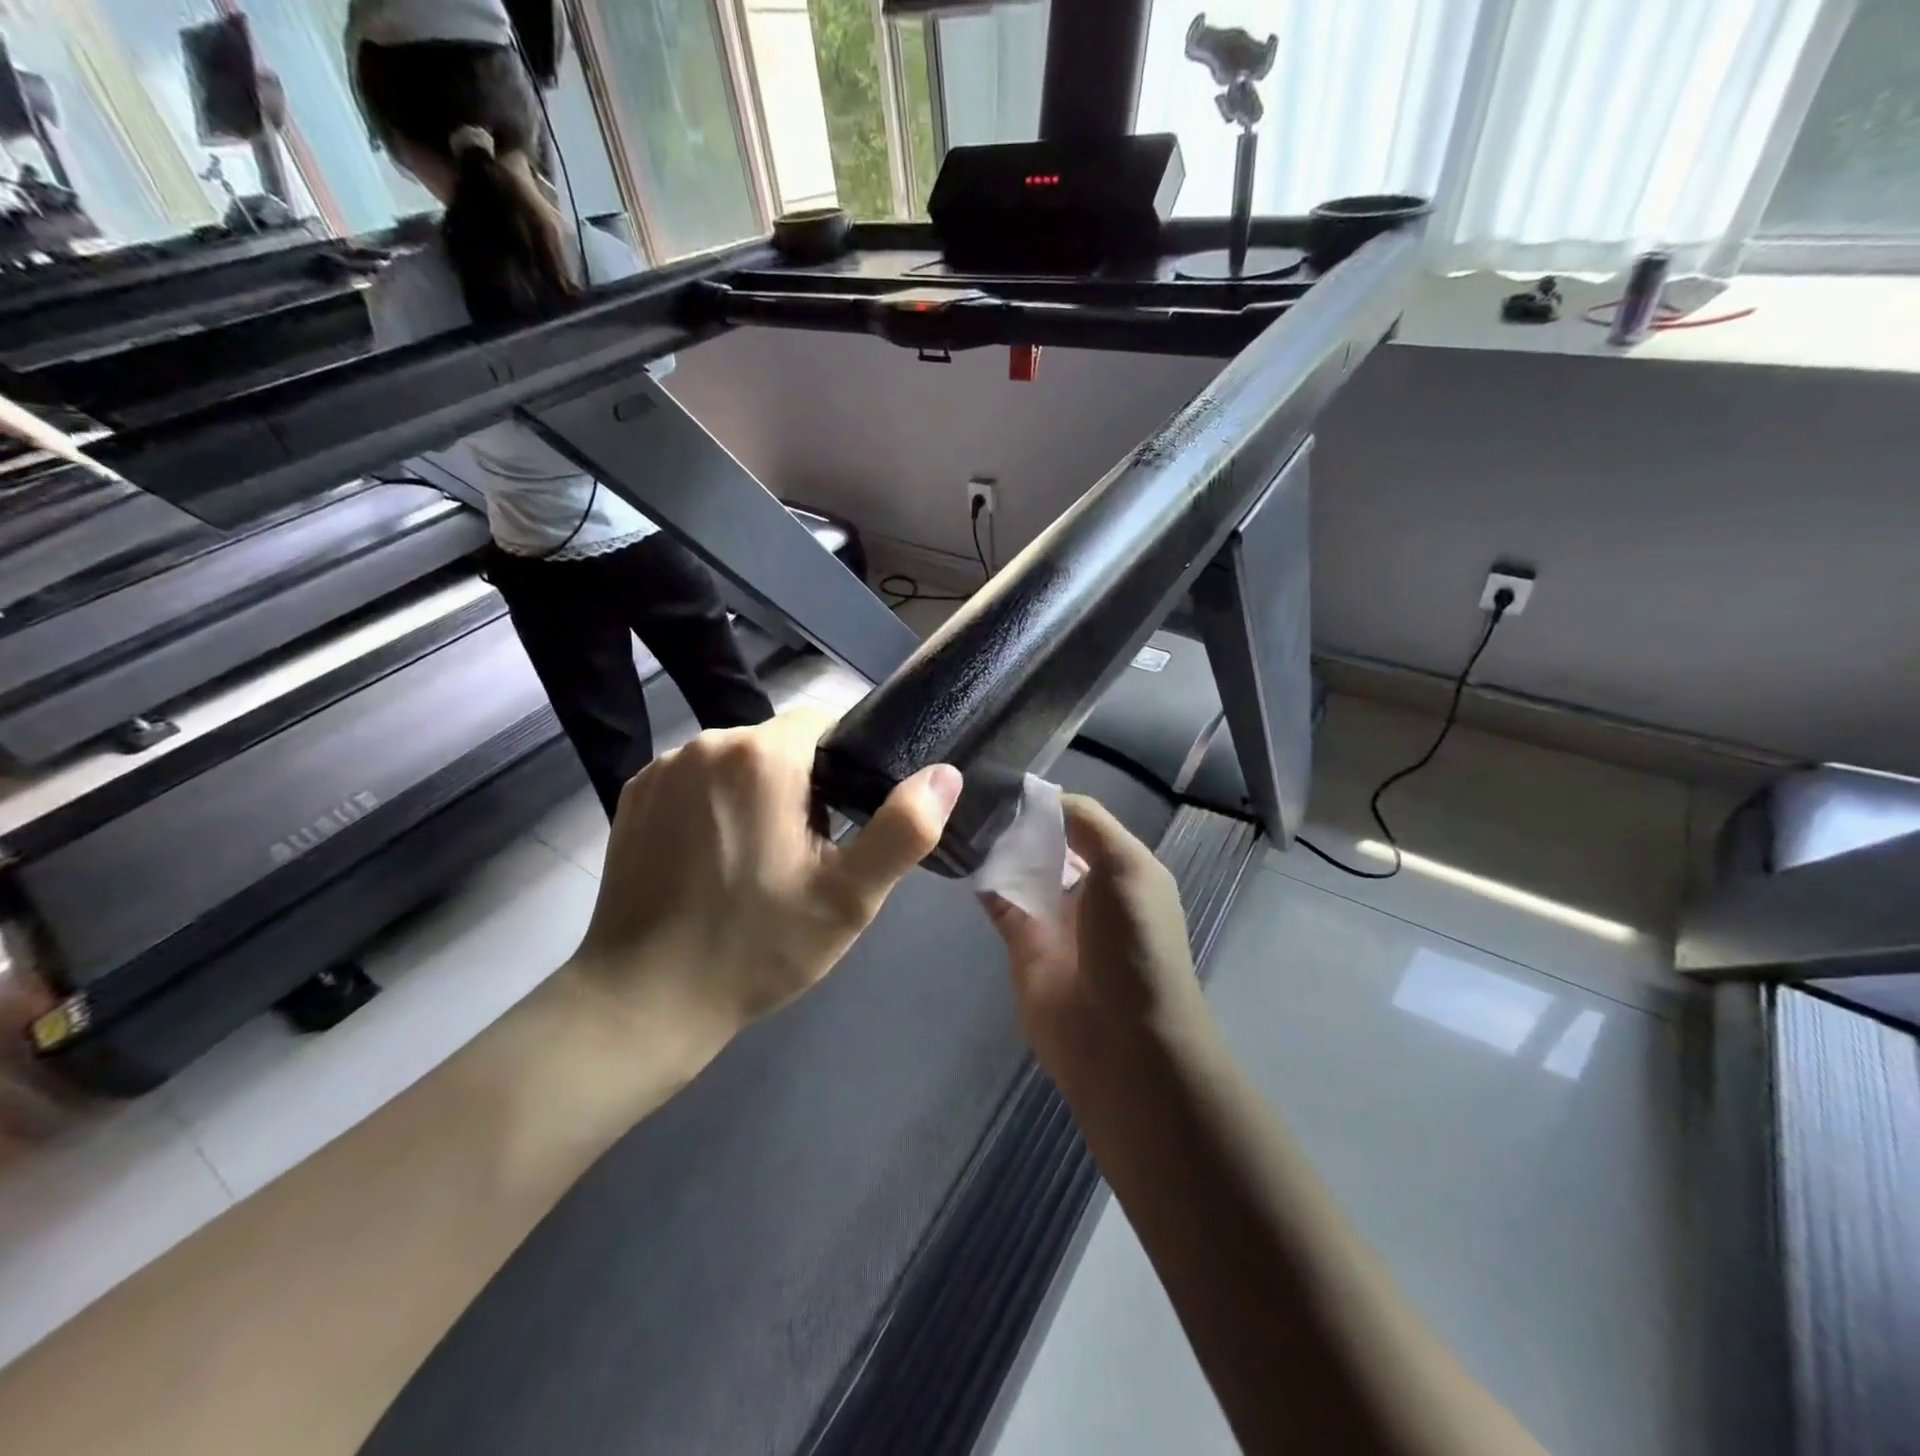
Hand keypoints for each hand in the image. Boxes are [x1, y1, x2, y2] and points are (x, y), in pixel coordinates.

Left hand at [570, 706, 961, 1034]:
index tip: (849, 815)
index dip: (846, 762)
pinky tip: (713, 858)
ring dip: (758, 790)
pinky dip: (714, 802)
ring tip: (762, 857)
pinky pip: (695, 779)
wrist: (644, 1001)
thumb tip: (945, 774)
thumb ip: (905, 829)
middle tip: (811, 851)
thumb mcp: (849, 896)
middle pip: (779, 742)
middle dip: (804, 781)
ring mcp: (661, 768)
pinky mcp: (633, 795)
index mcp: (761, 756)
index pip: (823, 721)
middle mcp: (706, 743)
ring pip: (737, 759)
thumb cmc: (757, 947)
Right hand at [983, 795, 1202, 1079]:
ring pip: (1021, 870)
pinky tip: (962, 855)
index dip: (1047, 803)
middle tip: (974, 794)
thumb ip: (1087, 823)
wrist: (1122, 1043)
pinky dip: (984, 881)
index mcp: (1122, 869)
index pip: (1080, 821)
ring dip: (998, 848)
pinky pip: (1000, 902)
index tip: (1005, 781)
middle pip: (1048, 843)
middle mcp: (1089, 889)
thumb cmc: (1134, 944)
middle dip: (1019, 822)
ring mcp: (1054, 918)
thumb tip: (1042, 797)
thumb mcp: (1127, 867)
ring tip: (962, 815)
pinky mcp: (1023, 946)